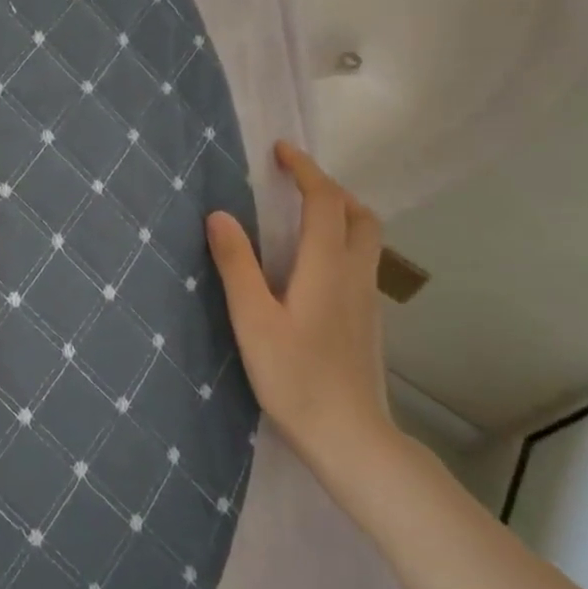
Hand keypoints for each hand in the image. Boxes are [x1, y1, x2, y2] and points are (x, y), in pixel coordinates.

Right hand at [205, 141, 396, 477]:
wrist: (350, 437)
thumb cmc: (295, 378)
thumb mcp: (253, 320)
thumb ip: (236, 265)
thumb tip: (219, 215)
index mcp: (326, 267)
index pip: (324, 202)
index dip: (305, 170)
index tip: (281, 151)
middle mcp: (355, 275)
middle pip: (359, 214)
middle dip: (330, 188)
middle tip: (295, 182)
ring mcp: (367, 300)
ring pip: (366, 239)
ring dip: (340, 213)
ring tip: (303, 215)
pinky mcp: (367, 321)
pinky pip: (362, 262)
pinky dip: (342, 241)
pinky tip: (314, 264)